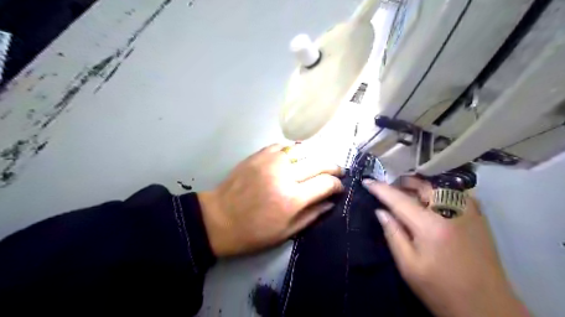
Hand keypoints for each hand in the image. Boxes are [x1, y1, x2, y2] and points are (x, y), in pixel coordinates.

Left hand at [198, 144, 343, 256]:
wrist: (219, 218)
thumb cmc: (253, 232)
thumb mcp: (286, 232)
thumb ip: (312, 215)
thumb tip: (331, 202)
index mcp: (292, 198)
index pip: (326, 183)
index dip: (337, 185)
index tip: (339, 188)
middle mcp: (285, 175)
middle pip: (319, 163)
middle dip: (333, 167)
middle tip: (337, 172)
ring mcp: (271, 161)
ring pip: (304, 150)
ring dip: (315, 157)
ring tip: (318, 164)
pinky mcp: (259, 155)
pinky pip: (284, 146)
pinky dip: (294, 151)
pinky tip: (295, 158)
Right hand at [362, 178, 529, 315]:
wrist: (487, 307)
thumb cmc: (441, 289)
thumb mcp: (408, 266)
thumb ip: (393, 234)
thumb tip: (381, 211)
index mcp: (430, 226)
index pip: (399, 199)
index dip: (380, 188)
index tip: (367, 181)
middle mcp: (451, 211)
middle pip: (421, 185)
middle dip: (402, 182)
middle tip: (388, 186)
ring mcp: (468, 212)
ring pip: (438, 186)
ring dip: (419, 185)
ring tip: (405, 191)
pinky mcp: (478, 217)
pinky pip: (454, 193)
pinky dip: (437, 190)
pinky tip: (430, 199)